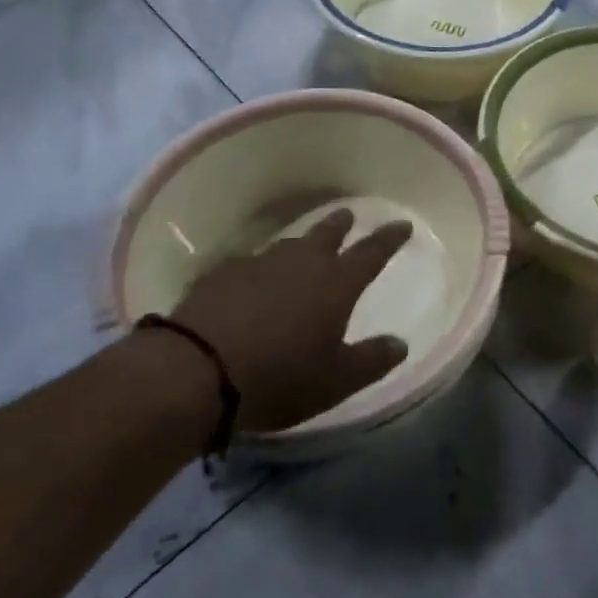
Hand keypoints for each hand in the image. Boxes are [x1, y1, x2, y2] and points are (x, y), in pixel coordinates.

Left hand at [171, 208, 412, 432]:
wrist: (195, 370)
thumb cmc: (278, 377)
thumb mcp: (335, 382)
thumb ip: (371, 361)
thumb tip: (401, 344)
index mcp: (336, 283)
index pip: (372, 252)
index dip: (390, 238)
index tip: (403, 224)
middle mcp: (302, 262)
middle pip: (328, 234)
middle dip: (343, 224)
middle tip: (350, 215)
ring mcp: (259, 263)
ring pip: (289, 243)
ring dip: (303, 241)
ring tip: (305, 244)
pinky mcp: (223, 272)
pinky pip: (251, 261)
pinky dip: (261, 266)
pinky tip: (254, 276)